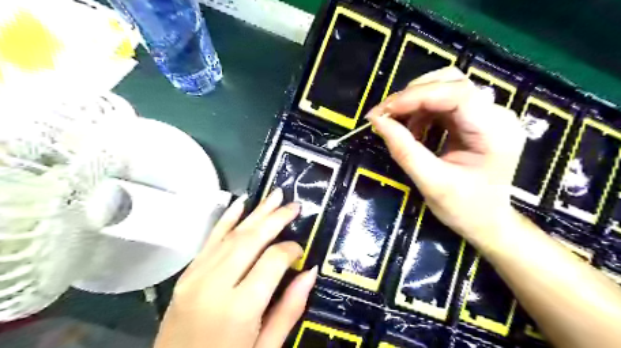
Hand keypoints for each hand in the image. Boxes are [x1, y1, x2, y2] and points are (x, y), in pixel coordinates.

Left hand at [153, 190, 316, 347]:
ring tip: (275, 195)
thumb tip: (310, 271)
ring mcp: (196, 277)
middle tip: (293, 205)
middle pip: (251, 239)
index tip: (300, 250)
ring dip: (256, 212)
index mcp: (240, 307)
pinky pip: (210, 240)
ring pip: (231, 234)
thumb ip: (290, 308)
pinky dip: (227, 219)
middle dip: (275, 218)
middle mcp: (216, 284)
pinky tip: (241, 203)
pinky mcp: (187, 275)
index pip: (272, 260)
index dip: (290, 250)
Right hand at [366, 66, 525, 247]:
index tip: (383, 112)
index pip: (456, 93)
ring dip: (414, 103)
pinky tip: (413, 129)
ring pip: (445, 88)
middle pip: (450, 82)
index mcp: (495, 131)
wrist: (487, 222)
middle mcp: (497, 115)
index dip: (415, 97)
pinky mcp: (475, 120)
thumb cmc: (464, 209)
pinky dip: (421, 111)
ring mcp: (487, 115)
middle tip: (385, 116)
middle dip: (412, 96)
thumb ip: (404, 150)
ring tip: (397, 126)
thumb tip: (377, 121)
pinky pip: (443, 103)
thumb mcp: (431, 183)